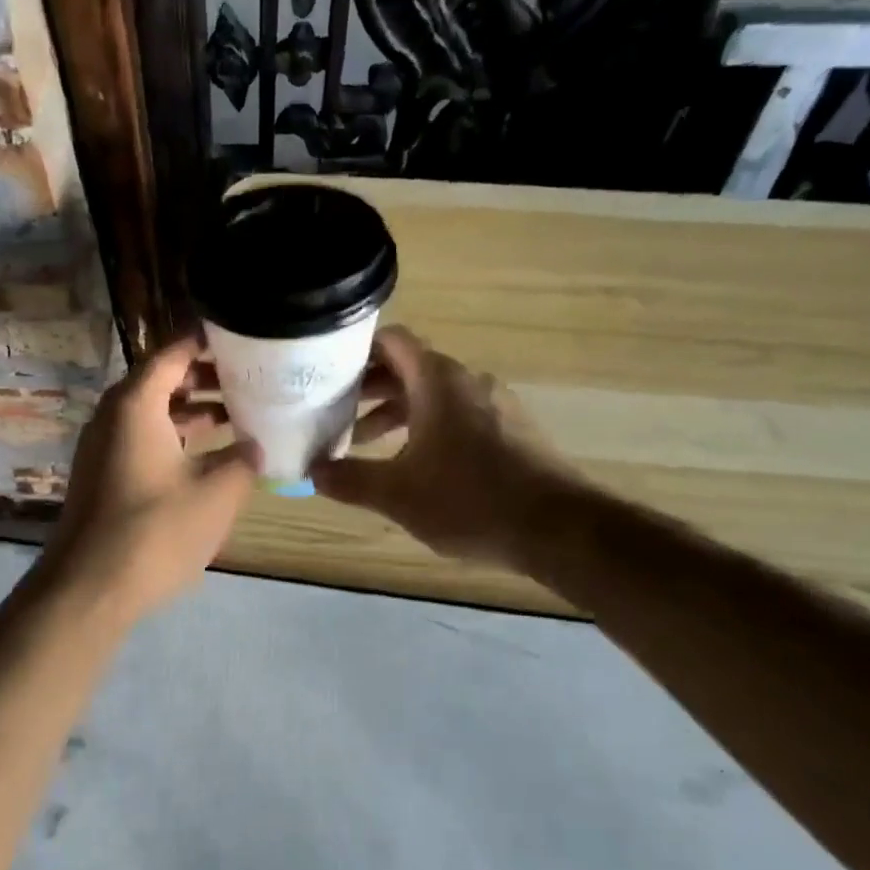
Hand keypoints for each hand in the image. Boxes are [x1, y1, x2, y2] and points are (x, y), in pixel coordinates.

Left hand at [39, 338, 259, 622]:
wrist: (88, 588)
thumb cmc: (155, 531)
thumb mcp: (217, 494)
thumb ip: (243, 461)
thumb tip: (255, 446)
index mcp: (135, 404)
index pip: (172, 353)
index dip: (206, 342)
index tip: (241, 336)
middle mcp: (113, 416)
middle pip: (160, 380)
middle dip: (204, 378)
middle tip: (248, 379)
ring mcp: (102, 447)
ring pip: (151, 413)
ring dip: (191, 412)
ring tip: (236, 415)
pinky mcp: (102, 476)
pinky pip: (141, 440)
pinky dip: (174, 438)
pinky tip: (206, 457)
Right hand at [311, 326, 585, 567]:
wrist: (558, 528)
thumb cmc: (470, 500)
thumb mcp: (396, 494)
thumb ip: (349, 479)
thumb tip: (311, 472)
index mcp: (438, 381)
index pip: (392, 340)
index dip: (356, 350)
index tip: (325, 370)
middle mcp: (467, 381)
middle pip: (408, 367)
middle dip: (368, 387)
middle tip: (333, 411)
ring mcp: (493, 405)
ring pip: (432, 394)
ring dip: (395, 411)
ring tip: (363, 442)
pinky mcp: (509, 430)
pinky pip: (456, 414)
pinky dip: (425, 426)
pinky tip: (411, 463)